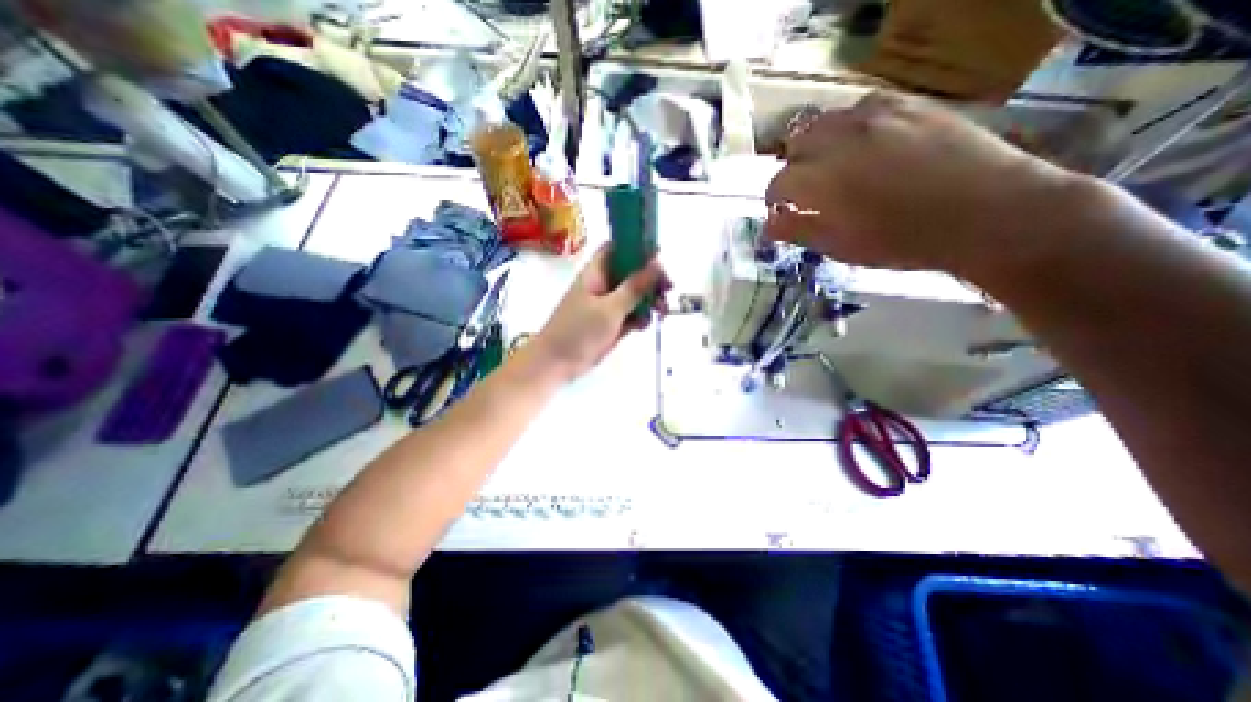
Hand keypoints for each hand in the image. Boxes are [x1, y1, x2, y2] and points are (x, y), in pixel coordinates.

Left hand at [527, 243, 664, 379]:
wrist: (557, 364)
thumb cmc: (579, 331)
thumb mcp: (610, 309)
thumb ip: (635, 287)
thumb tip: (657, 263)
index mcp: (596, 272)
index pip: (618, 247)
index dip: (638, 246)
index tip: (659, 256)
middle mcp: (603, 284)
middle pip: (632, 271)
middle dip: (651, 278)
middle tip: (668, 288)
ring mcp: (608, 304)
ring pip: (635, 294)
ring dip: (650, 299)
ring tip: (662, 311)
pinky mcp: (612, 323)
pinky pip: (632, 313)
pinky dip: (641, 317)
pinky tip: (644, 326)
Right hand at [769, 90, 1081, 275]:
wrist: (987, 213)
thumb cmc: (904, 241)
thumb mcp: (842, 246)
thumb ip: (799, 231)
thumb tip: (768, 225)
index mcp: (821, 180)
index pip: (778, 184)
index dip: (774, 201)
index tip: (782, 213)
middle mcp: (840, 139)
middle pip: (795, 144)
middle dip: (794, 168)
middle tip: (808, 189)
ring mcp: (876, 116)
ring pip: (826, 121)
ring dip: (819, 144)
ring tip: (835, 166)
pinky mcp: (908, 103)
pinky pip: (862, 107)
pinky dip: (851, 127)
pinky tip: (866, 145)